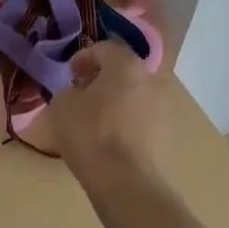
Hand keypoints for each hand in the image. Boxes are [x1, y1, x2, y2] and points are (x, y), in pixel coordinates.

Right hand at [46, 39, 162, 178]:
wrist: (124, 179)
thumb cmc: (90, 133)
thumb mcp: (62, 105)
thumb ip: (68, 91)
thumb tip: (77, 93)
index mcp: (126, 65)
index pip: (105, 48)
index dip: (84, 57)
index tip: (70, 72)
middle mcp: (150, 79)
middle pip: (124, 70)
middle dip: (103, 77)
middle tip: (83, 91)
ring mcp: (162, 106)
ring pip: (135, 93)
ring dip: (117, 98)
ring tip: (96, 115)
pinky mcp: (166, 132)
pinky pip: (142, 116)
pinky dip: (127, 118)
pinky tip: (110, 135)